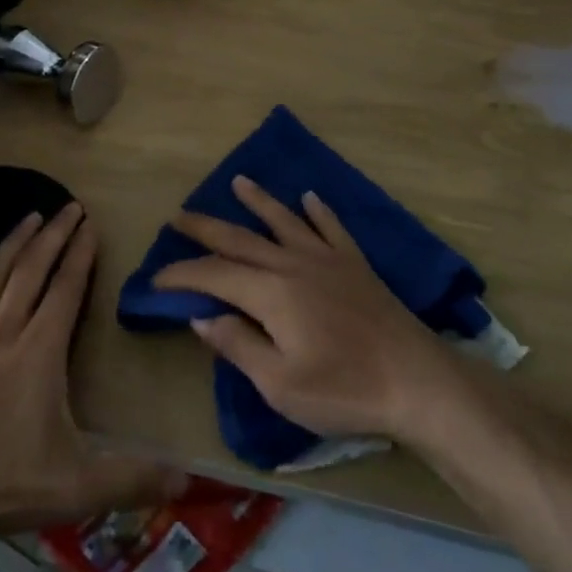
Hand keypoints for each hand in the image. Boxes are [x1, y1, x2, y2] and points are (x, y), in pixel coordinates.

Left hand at [0, 203, 188, 533]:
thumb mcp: (74, 486)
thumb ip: (130, 478)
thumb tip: (186, 480)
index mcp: (40, 351)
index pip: (66, 288)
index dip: (81, 254)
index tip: (91, 224)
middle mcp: (4, 330)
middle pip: (32, 270)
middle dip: (54, 235)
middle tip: (69, 206)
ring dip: (14, 243)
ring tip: (30, 217)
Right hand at [153, 176, 463, 442]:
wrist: (416, 380)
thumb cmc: (344, 389)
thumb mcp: (280, 384)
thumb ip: (237, 345)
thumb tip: (201, 315)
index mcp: (269, 293)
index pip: (213, 274)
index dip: (181, 273)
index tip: (155, 278)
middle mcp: (292, 263)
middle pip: (239, 238)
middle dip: (204, 227)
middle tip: (178, 216)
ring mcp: (326, 258)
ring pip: (283, 220)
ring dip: (258, 200)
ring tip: (238, 181)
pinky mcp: (355, 263)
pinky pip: (331, 227)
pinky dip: (317, 211)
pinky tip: (309, 197)